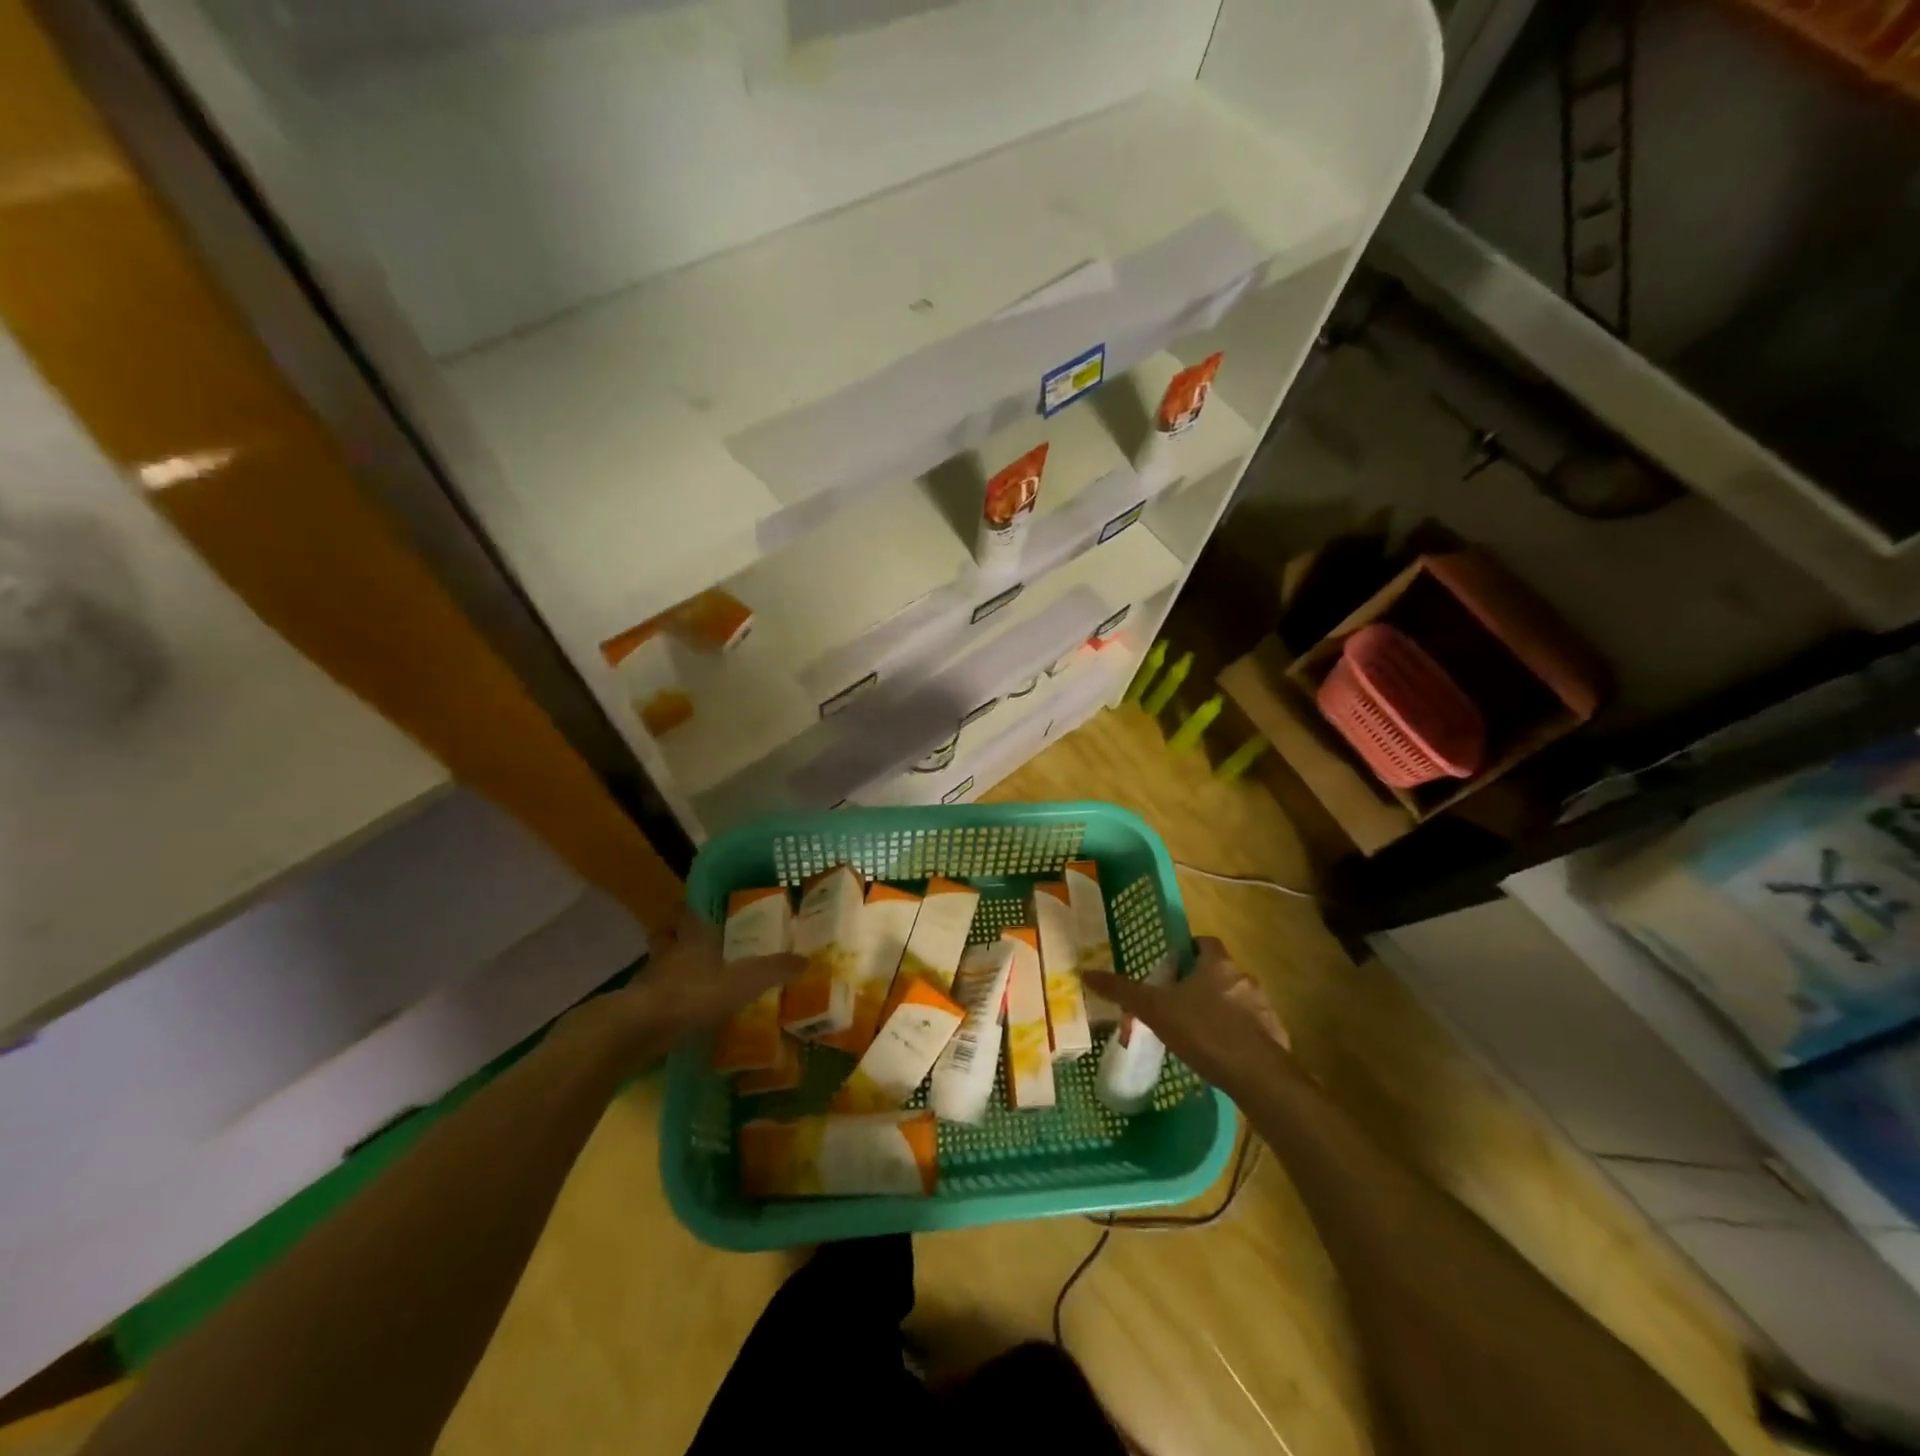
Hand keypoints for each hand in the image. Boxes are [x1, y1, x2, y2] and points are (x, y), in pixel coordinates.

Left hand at [565, 911, 803, 1061]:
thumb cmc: (692, 995)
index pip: (688, 913)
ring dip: (667, 968)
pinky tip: (676, 1011)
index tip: (700, 907)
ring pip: (656, 965)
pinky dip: (662, 999)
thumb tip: (805, 959)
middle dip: (675, 935)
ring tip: (687, 978)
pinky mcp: (636, 1008)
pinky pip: (651, 996)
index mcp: (693, 939)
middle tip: (692, 941)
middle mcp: (668, 953)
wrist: (638, 1029)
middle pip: (666, 935)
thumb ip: (773, 970)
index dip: (692, 908)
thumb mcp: (743, 982)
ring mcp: (648, 981)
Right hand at [1084, 937, 1289, 1098]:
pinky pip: (1253, 1029)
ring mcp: (1264, 1008)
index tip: (1173, 966)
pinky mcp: (1275, 1037)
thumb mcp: (1155, 1010)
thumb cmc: (1203, 1031)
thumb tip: (1086, 972)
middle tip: (1178, 1002)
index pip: (1205, 942)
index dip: (1189, 950)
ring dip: (1221, 1010)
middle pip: (1221, 972)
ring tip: (1197, 1031)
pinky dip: (1237, 1036)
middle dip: (1202, 983)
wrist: (1257, 1075)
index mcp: (1217, 964)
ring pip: (1238, 1000)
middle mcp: (1244, 978)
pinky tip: (1220, 1055)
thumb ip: (1123, 991)